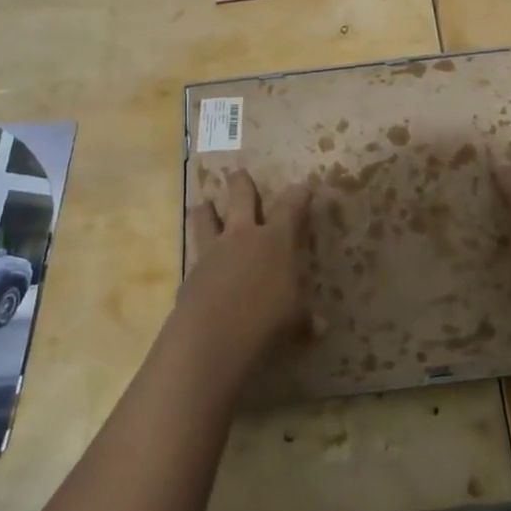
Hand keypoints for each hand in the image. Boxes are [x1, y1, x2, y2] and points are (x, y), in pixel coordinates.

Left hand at [179, 169, 317, 368]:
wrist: (211, 337)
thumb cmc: (266, 320)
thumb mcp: (295, 321)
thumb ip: (305, 319)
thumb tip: (321, 327)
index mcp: (276, 240)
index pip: (291, 207)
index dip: (299, 195)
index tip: (303, 187)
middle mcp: (243, 236)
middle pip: (241, 197)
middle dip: (241, 183)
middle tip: (238, 173)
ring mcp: (212, 251)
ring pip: (205, 218)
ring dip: (206, 210)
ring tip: (203, 205)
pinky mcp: (190, 272)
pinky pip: (193, 254)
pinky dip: (196, 254)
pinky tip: (197, 262)